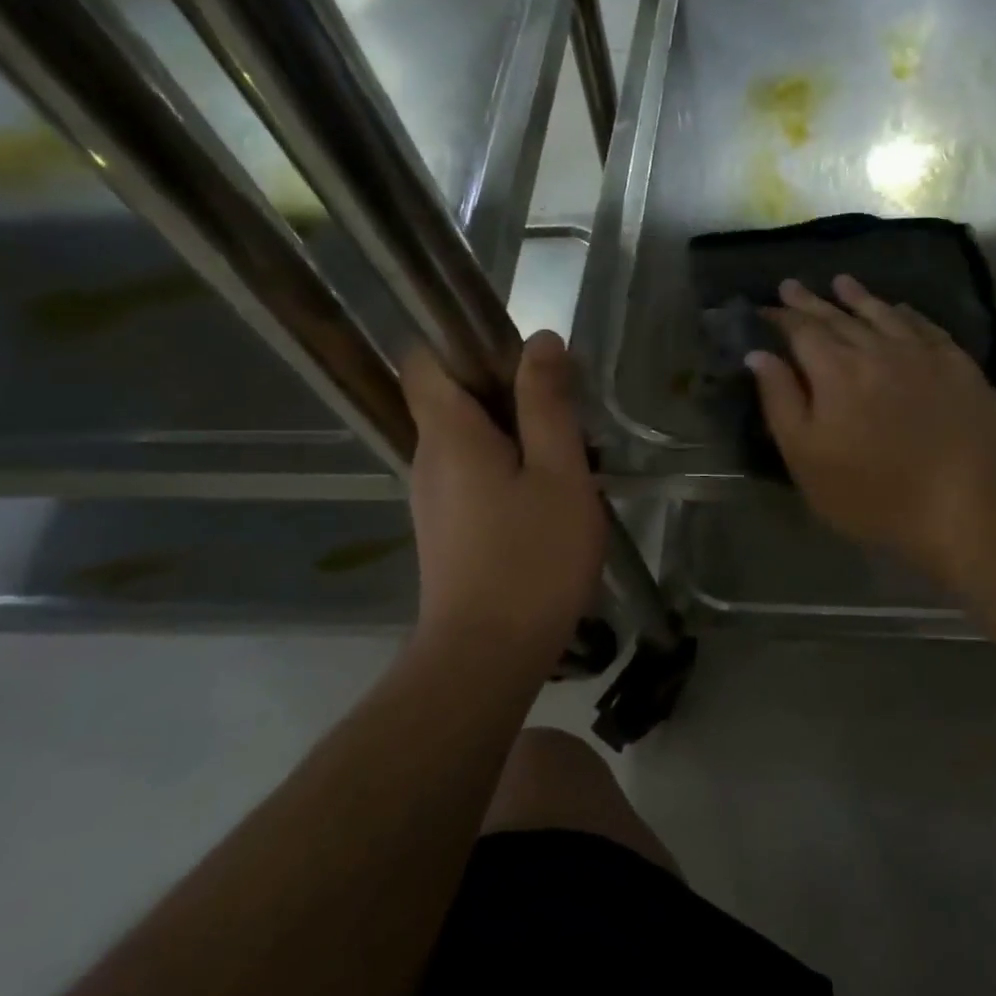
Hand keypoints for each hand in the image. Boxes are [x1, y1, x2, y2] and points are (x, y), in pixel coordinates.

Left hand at [402, 332, 604, 671]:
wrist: (488, 656)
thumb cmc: (531, 558)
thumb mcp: (558, 473)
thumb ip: (548, 404)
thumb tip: (540, 340)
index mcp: (447, 433)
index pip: (425, 359)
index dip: (466, 343)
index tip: (521, 356)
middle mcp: (428, 458)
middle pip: (455, 398)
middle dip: (509, 392)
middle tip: (567, 413)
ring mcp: (435, 497)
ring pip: (471, 440)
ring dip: (517, 435)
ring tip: (570, 458)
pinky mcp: (449, 529)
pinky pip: (475, 476)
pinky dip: (510, 471)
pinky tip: (551, 500)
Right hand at [748, 276, 995, 588]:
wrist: (969, 504)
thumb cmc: (875, 494)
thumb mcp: (808, 458)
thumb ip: (781, 402)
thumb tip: (759, 355)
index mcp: (835, 371)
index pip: (800, 331)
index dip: (780, 317)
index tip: (765, 307)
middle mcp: (877, 350)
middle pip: (838, 317)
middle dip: (812, 302)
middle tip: (792, 285)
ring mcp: (922, 355)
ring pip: (883, 315)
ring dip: (859, 297)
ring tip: (841, 282)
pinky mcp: (959, 366)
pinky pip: (926, 327)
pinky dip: (907, 314)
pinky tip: (901, 309)